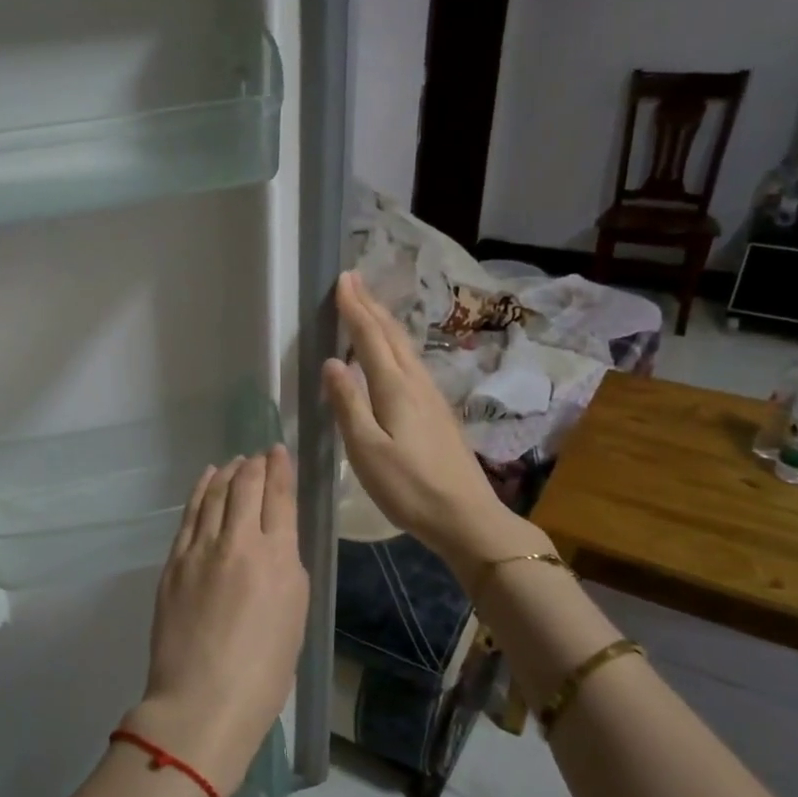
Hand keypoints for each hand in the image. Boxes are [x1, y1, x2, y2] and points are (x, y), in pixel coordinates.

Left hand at [127, 448, 308, 796]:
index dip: (279, 470)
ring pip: (215, 494)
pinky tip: (207, 480)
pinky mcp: (174, 562)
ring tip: (235, 461)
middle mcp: (238, 543)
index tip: (278, 452)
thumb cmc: (264, 672)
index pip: (279, 498)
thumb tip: (274, 541)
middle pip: (246, 487)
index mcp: (277, 559)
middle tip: (260, 455)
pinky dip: (201, 491)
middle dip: (255, 465)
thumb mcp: (295, 616)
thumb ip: (286, 568)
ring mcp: (200, 550)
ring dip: (228, 473)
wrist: (202, 701)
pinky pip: (190, 515)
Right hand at [322, 271, 548, 574]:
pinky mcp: (437, 411)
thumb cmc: (409, 487)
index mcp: (395, 389)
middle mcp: (416, 383)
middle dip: (370, 306)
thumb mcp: (366, 450)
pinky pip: (411, 363)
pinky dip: (395, 345)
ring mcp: (431, 396)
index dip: (355, 309)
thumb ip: (348, 404)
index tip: (343, 280)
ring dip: (384, 322)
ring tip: (369, 307)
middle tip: (353, 280)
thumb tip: (332, 362)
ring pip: (404, 347)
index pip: (371, 338)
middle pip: (391, 336)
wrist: (465, 516)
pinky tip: (392, 353)